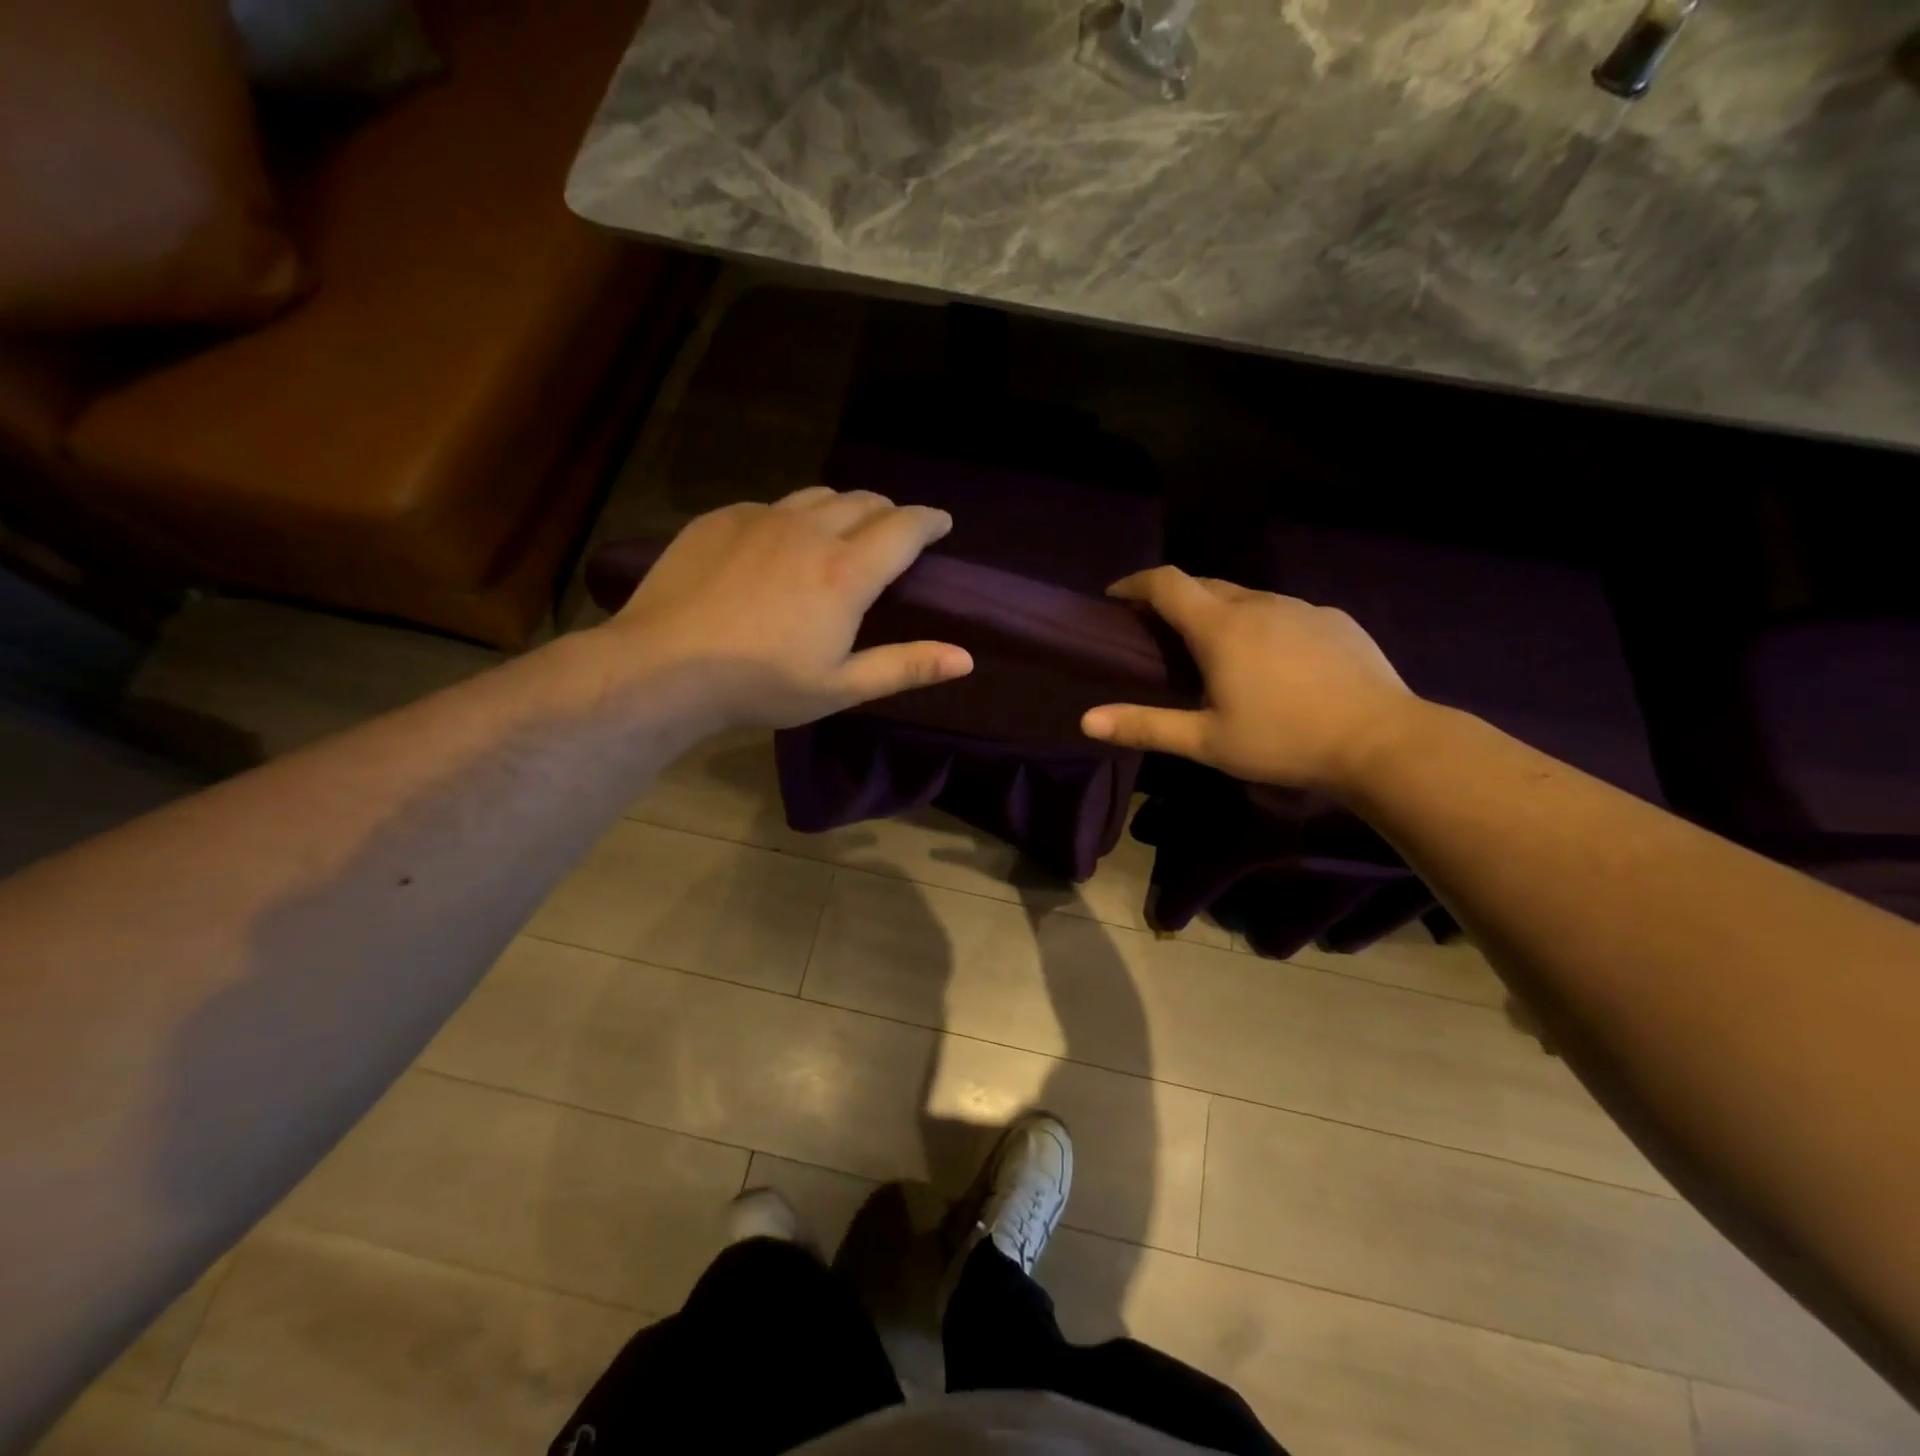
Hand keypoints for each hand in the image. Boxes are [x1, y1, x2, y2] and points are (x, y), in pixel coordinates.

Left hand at [604, 489, 972, 728]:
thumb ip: (905, 666)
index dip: (929, 520)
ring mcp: (761, 518)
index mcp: (846, 572)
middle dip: (889, 512)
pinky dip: (792, 518)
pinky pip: (772, 505)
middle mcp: (810, 530)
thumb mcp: (840, 687)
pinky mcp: (721, 519)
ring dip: (843, 508)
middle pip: (864, 501)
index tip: (941, 522)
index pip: (904, 528)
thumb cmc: (761, 685)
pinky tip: (779, 545)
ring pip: (818, 496)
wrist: (662, 667)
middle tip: (894, 533)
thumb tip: (966, 658)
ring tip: (843, 530)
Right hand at [1080, 567, 1419, 791]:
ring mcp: (1301, 607)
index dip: (1135, 583)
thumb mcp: (1207, 742)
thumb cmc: (1284, 741)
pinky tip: (1272, 660)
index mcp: (1221, 627)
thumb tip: (1086, 720)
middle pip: (1204, 583)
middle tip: (1159, 628)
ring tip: (1215, 648)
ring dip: (1219, 610)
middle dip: (1174, 597)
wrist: (1382, 741)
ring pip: (1247, 596)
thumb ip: (1145, 726)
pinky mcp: (1334, 620)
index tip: (1116, 597)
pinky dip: (1261, 623)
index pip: (1166, 582)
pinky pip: (1284, 611)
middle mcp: (1258, 604)